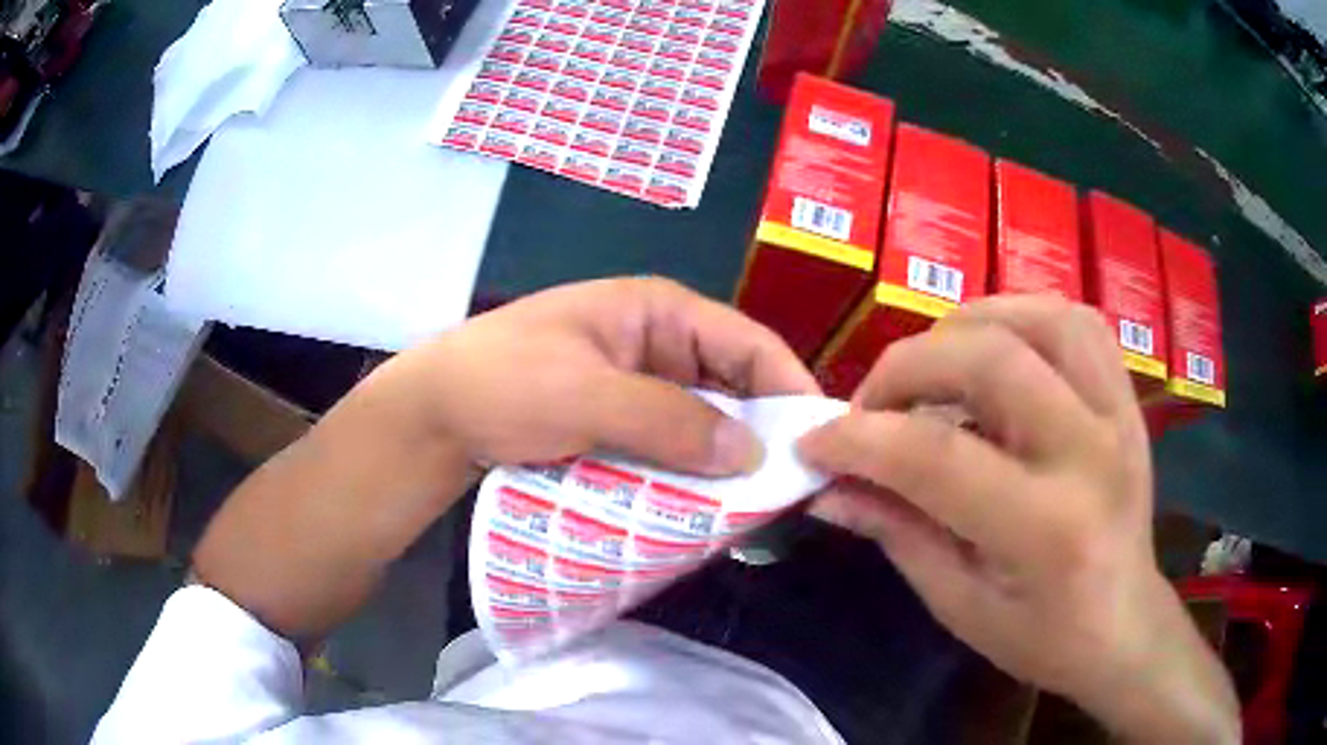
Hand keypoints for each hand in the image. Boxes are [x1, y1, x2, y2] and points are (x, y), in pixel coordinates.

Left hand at [386, 276, 819, 472]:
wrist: (432, 415)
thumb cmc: (504, 383)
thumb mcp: (587, 395)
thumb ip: (671, 421)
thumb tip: (753, 454)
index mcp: (658, 311)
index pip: (749, 342)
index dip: (789, 386)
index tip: (820, 442)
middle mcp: (658, 343)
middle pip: (733, 383)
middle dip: (761, 431)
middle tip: (791, 488)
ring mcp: (637, 383)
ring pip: (704, 420)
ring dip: (725, 458)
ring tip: (758, 506)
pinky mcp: (619, 420)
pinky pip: (672, 443)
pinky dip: (690, 470)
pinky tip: (705, 504)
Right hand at [797, 296, 1237, 742]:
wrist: (1124, 625)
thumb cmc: (1041, 635)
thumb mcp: (958, 604)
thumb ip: (897, 533)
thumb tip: (829, 486)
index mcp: (1048, 528)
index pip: (938, 458)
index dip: (860, 441)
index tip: (814, 442)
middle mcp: (1090, 453)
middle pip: (991, 359)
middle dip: (907, 368)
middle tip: (872, 407)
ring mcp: (1118, 413)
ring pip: (1040, 318)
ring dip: (968, 326)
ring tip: (933, 368)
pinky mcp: (1127, 397)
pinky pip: (1076, 322)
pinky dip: (1024, 318)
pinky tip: (996, 350)